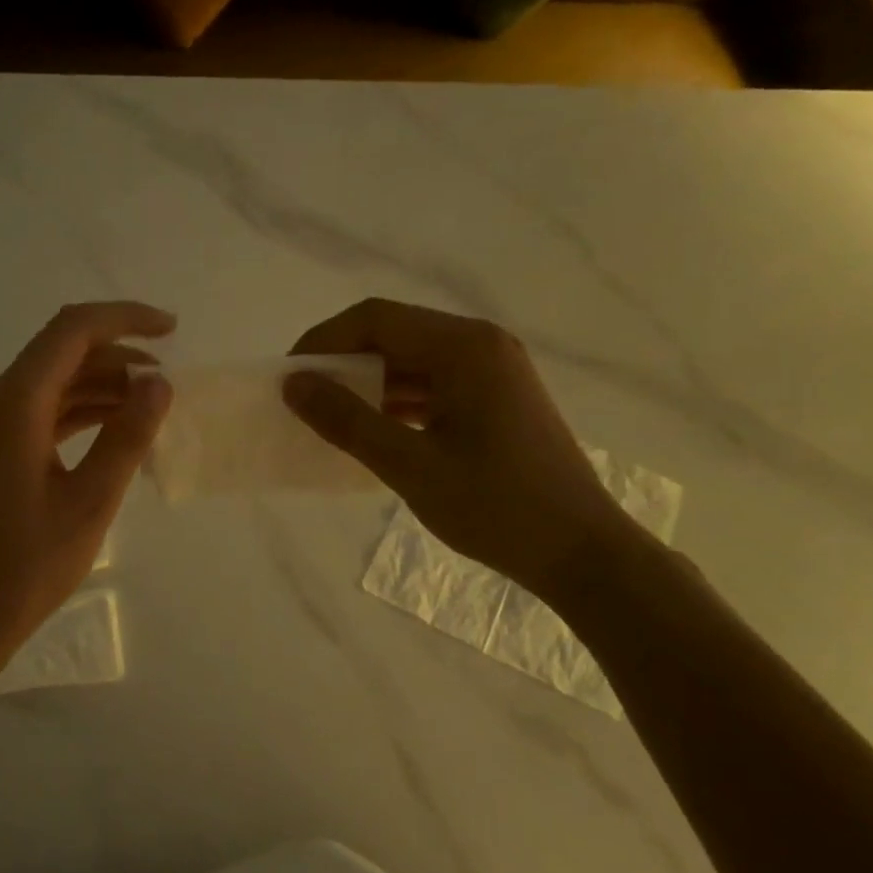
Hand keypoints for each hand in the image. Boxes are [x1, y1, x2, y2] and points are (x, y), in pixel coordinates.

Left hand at [0, 302, 175, 668]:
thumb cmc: (24, 567)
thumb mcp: (90, 502)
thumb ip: (127, 436)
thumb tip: (158, 383)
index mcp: (14, 403)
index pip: (73, 331)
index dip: (125, 319)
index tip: (172, 329)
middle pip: (61, 353)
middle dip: (118, 357)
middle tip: (168, 382)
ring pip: (52, 384)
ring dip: (101, 387)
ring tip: (151, 407)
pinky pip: (40, 413)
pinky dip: (79, 414)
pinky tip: (114, 433)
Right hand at [284, 298, 636, 601]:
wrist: (582, 553)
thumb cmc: (496, 507)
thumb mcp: (410, 466)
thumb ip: (346, 421)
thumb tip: (293, 385)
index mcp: (464, 347)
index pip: (375, 319)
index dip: (324, 341)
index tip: (290, 378)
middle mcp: (481, 345)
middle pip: (394, 333)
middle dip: (343, 362)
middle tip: (306, 399)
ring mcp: (493, 371)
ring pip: (412, 360)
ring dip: (369, 383)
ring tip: (332, 417)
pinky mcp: (496, 398)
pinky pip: (433, 384)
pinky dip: (397, 401)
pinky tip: (374, 431)